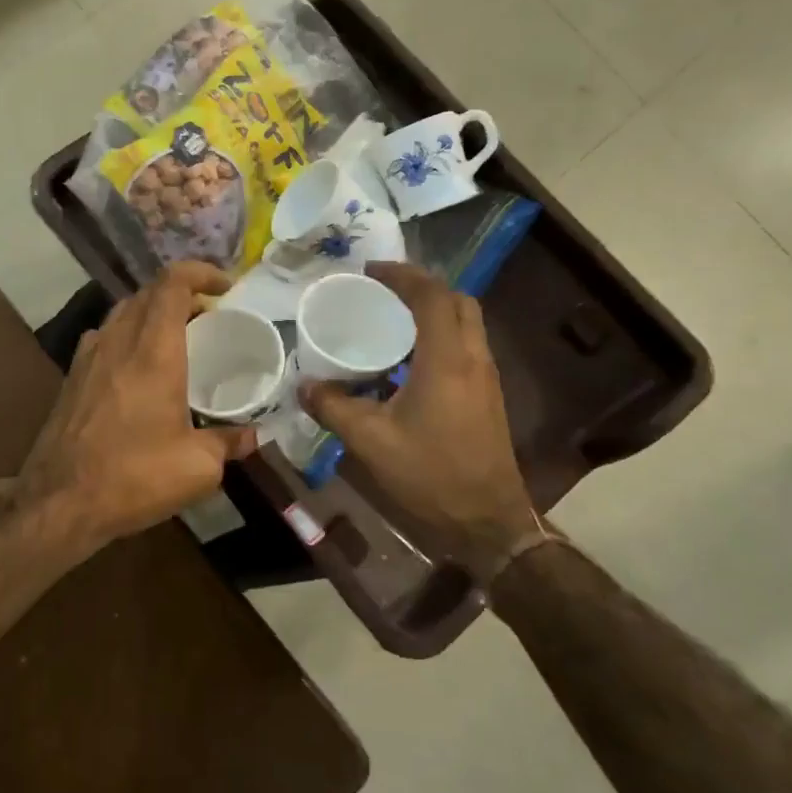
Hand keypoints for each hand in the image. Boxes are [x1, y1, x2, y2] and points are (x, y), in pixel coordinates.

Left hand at [16, 262, 257, 554]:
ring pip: (123, 312)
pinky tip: (138, 368)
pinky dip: (128, 335)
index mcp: (153, 351)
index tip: (226, 287)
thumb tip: (252, 436)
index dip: (200, 272)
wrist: (59, 501)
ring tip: (177, 339)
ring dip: (152, 313)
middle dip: (181, 293)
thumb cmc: (134, 477)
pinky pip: (105, 336)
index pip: (173, 283)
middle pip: (148, 293)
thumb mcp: (197, 467)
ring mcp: (88, 356)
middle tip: (209, 316)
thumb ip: (228, 443)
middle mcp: (118, 341)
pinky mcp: (72, 376)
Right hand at [299, 262, 537, 584]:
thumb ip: (333, 407)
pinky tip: (406, 360)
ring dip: (432, 309)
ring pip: (465, 322)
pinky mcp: (487, 395)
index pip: (431, 296)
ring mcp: (485, 377)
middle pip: (457, 300)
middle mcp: (473, 358)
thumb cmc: (430, 474)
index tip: (369, 271)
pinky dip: (438, 335)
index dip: (401, 275)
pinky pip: (465, 345)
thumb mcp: (370, 441)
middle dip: (421, 286)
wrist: (487, 521)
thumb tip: (305, 386)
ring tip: (390, 318)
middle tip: (383, 290)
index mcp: (447, 359)